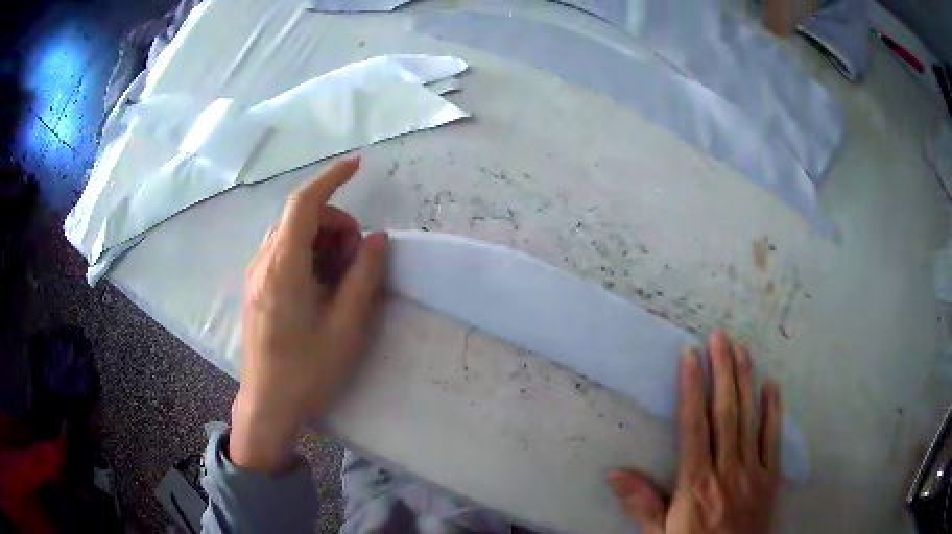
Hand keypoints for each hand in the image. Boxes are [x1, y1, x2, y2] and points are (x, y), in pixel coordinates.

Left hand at [230, 157, 387, 473]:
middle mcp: (263, 261)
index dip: (330, 179)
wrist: (267, 404)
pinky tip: (321, 285)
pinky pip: (283, 252)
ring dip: (322, 240)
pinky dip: (308, 253)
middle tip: (359, 260)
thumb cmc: (307, 371)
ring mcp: (256, 274)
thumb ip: (363, 278)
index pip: (304, 203)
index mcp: (283, 267)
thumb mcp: (345, 327)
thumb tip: (378, 238)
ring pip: (292, 233)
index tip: (357, 165)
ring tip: (342, 278)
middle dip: (335, 224)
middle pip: (300, 217)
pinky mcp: (256, 286)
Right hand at [609, 331, 780, 533]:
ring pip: (750, 419)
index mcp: (696, 483)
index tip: (690, 357)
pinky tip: (772, 386)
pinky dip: (773, 411)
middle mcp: (726, 470)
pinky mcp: (770, 478)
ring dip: (746, 382)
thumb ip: (642, 504)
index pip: (694, 426)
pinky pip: (773, 440)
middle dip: (722, 372)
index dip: (692, 388)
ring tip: (742, 350)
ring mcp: (752, 471)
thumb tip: (615, 473)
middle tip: (719, 338)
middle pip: (725, 413)